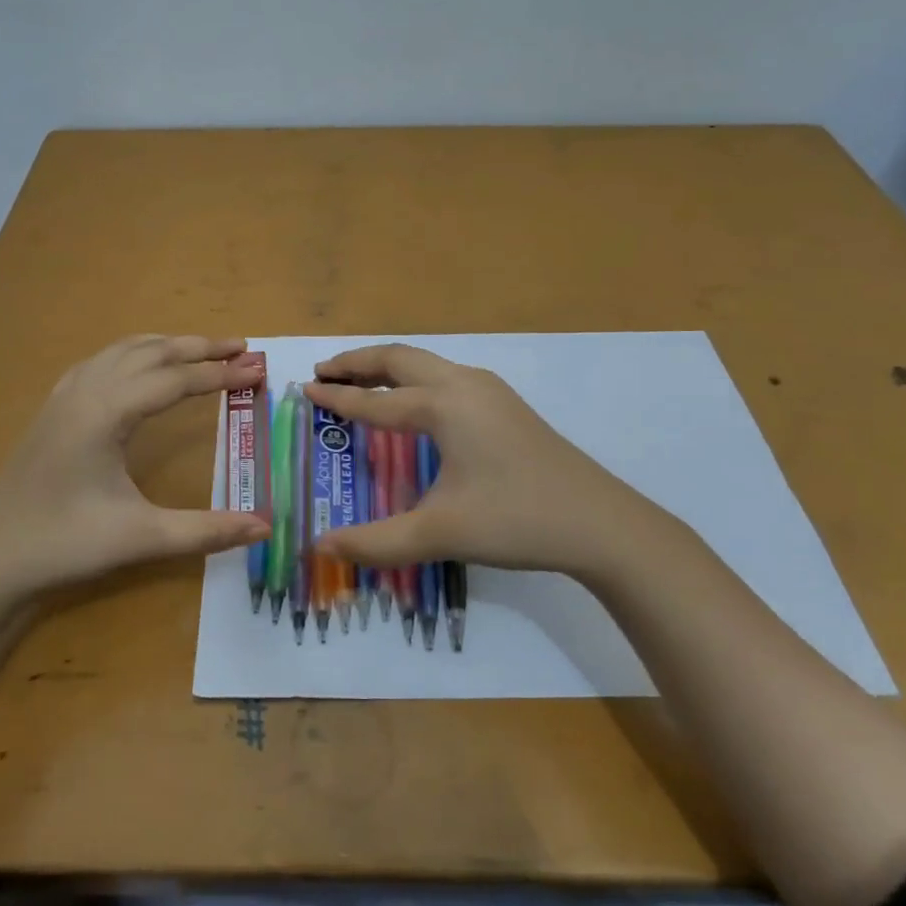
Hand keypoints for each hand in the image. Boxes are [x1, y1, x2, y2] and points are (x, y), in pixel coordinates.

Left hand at [0, 335, 270, 593]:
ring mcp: (66, 394)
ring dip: (168, 344)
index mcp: (108, 410)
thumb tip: (265, 527)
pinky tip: (142, 366)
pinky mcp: (55, 406)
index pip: (177, 379)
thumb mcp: (140, 537)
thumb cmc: (63, 543)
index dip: (220, 374)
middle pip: (153, 351)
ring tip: (204, 349)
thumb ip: (206, 530)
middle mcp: (87, 388)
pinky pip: (103, 360)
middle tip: (242, 347)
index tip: (258, 371)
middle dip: (200, 347)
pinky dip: (136, 352)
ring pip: (125, 349)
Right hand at [304, 344, 646, 575]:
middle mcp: (463, 384)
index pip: (376, 401)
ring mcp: (489, 390)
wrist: (600, 522)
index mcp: (443, 404)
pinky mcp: (505, 404)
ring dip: (388, 367)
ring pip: (426, 363)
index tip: (305, 389)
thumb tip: (320, 548)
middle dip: (358, 362)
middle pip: (399, 358)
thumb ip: (376, 541)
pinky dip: (413, 378)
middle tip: (324, 371)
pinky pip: (445, 375)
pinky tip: (412, 403)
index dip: (338, 398)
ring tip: (359, 380)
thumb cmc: (515, 519)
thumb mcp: (440, 533)